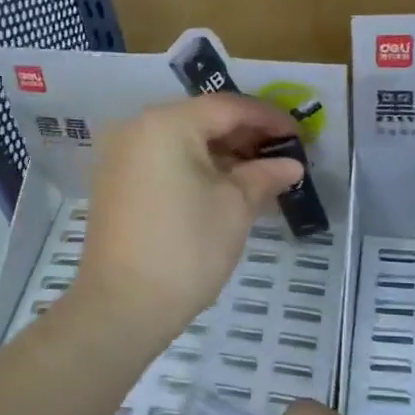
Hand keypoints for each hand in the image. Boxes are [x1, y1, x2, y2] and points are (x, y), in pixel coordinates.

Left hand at [69, 95, 303, 349]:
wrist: (122, 306)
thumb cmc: (186, 249)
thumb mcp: (235, 207)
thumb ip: (264, 175)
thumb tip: (291, 164)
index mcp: (166, 124)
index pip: (227, 107)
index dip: (267, 118)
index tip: (299, 135)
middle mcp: (137, 128)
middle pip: (202, 120)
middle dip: (245, 135)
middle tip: (282, 154)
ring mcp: (121, 156)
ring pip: (182, 141)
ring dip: (222, 153)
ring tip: (260, 173)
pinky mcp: (116, 183)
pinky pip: (164, 160)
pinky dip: (196, 167)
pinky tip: (225, 186)